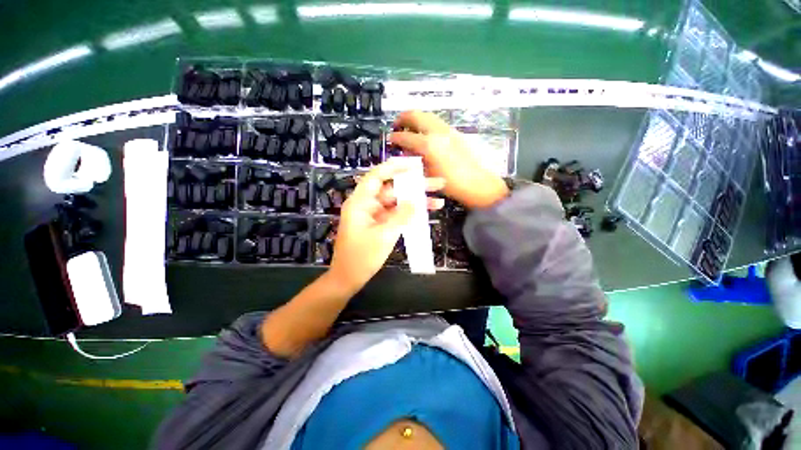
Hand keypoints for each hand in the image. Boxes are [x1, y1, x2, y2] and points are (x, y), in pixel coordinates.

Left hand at [329, 159, 444, 291]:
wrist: (349, 278)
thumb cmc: (362, 257)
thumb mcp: (384, 235)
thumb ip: (401, 216)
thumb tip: (416, 202)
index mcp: (360, 203)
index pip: (377, 176)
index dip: (395, 167)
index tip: (414, 165)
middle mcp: (367, 205)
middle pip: (392, 190)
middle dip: (414, 187)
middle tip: (437, 183)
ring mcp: (374, 216)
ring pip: (397, 203)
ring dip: (415, 202)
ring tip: (439, 201)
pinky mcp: (379, 225)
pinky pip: (395, 215)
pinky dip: (408, 214)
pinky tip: (425, 213)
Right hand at [389, 111, 508, 208]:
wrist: (476, 183)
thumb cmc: (450, 184)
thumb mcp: (428, 174)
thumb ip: (415, 160)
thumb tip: (406, 151)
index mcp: (429, 145)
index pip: (406, 136)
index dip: (395, 137)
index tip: (390, 139)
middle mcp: (437, 132)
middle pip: (416, 114)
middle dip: (403, 118)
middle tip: (397, 126)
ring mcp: (448, 130)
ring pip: (427, 115)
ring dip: (415, 119)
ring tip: (409, 130)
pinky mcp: (455, 132)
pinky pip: (436, 121)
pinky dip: (426, 123)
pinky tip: (424, 135)